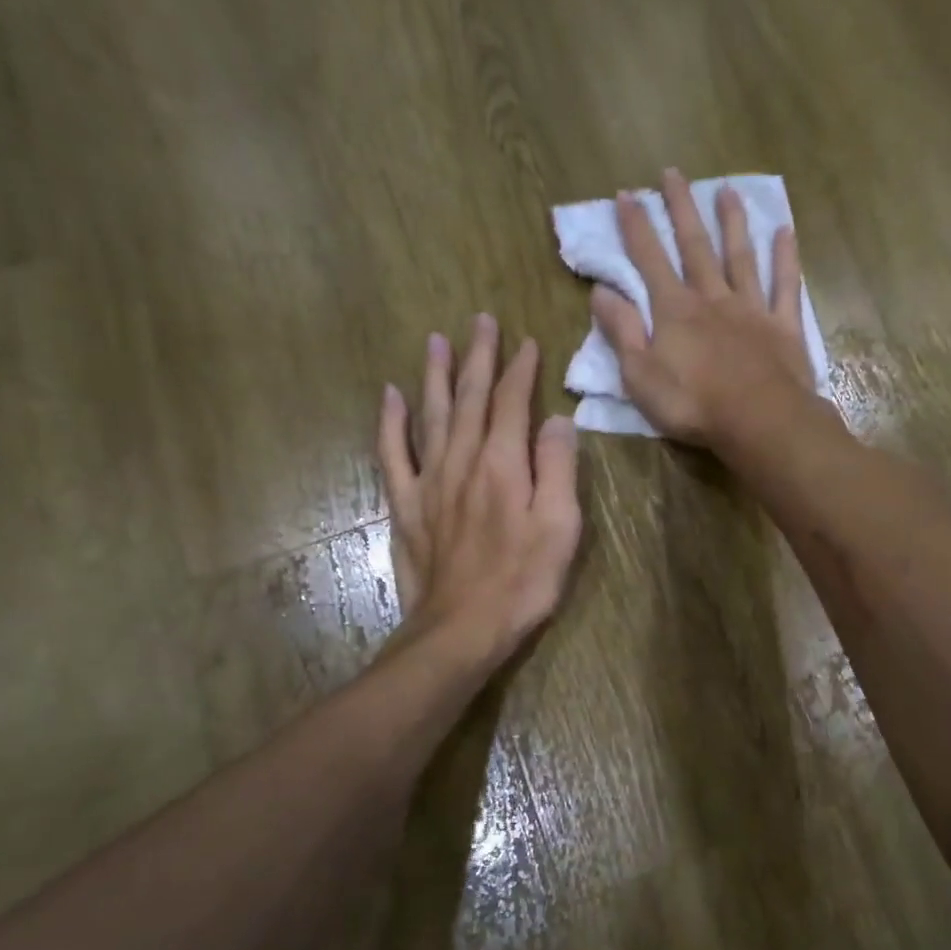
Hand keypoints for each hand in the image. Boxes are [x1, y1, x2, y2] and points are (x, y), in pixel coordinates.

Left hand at [378, 315, 581, 665]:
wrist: (461, 629)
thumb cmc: (523, 581)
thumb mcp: (560, 527)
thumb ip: (557, 468)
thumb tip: (557, 420)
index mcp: (502, 464)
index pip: (512, 402)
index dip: (520, 369)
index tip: (527, 341)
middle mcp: (462, 461)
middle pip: (469, 398)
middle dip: (477, 357)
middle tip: (480, 321)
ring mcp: (429, 481)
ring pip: (430, 415)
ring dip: (434, 375)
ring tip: (436, 340)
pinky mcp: (406, 505)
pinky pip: (393, 454)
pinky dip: (391, 422)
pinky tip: (390, 395)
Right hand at [588, 168, 819, 446]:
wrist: (759, 421)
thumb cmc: (692, 404)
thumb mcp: (640, 376)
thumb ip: (622, 331)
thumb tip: (601, 291)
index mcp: (674, 311)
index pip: (649, 260)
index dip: (636, 227)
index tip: (626, 194)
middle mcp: (712, 298)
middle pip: (695, 246)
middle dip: (681, 208)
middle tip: (673, 172)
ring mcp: (751, 308)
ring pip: (740, 256)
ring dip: (732, 222)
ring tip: (727, 189)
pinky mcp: (783, 326)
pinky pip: (785, 285)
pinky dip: (786, 258)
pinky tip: (785, 232)